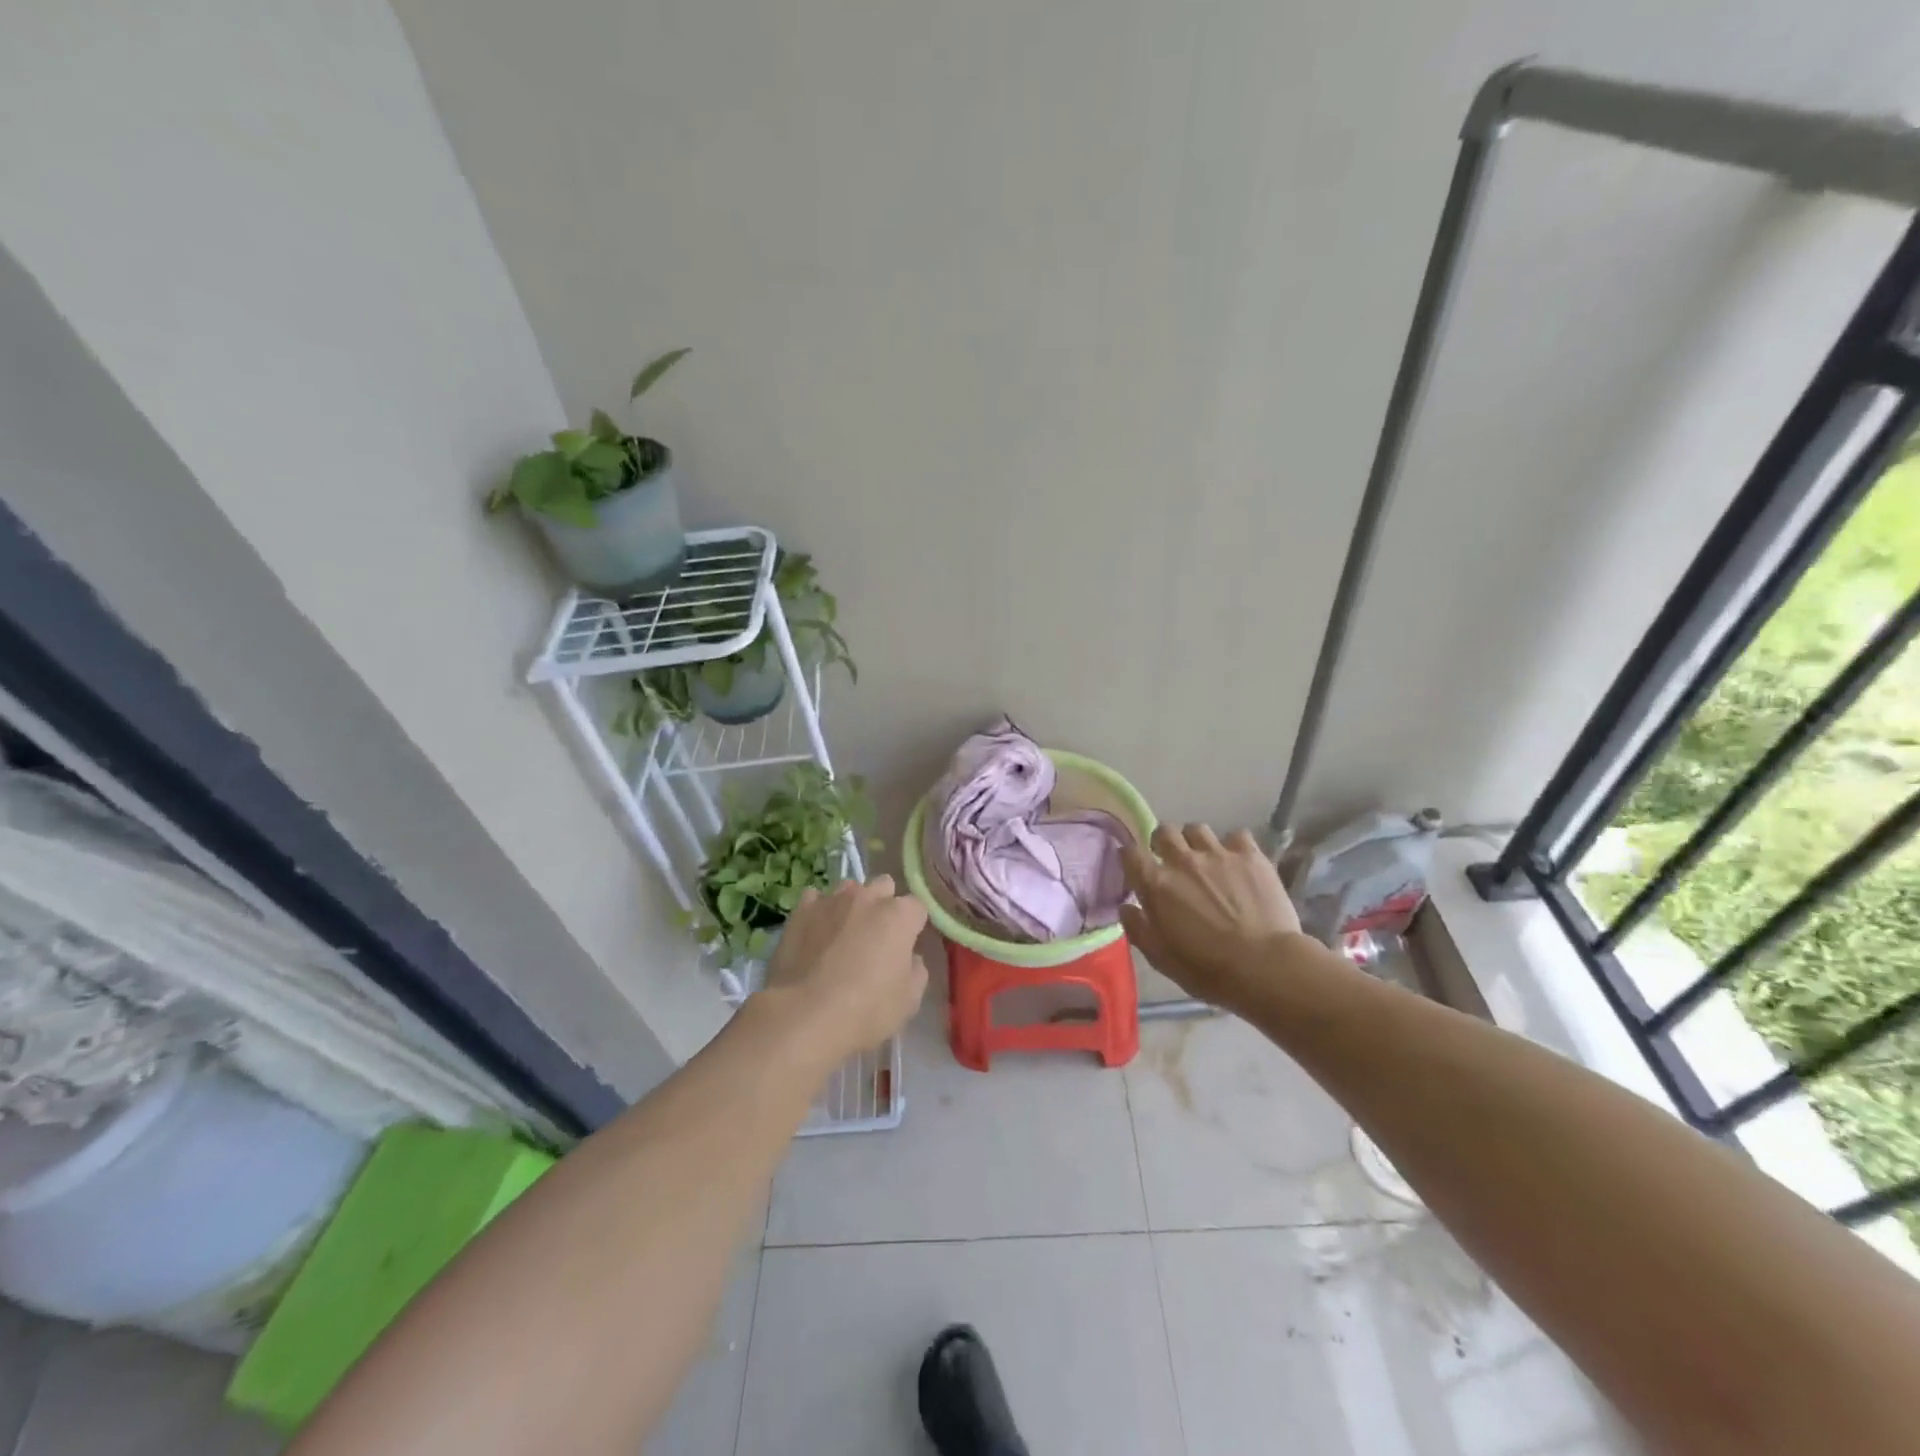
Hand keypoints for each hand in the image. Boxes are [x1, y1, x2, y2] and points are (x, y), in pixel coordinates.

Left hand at [760, 875, 928, 1062]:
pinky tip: (815, 932)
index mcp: (899, 916)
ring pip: (849, 888)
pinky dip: (819, 911)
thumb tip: (909, 957)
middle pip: (884, 886)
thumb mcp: (909, 1000)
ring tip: (843, 932)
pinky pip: (815, 899)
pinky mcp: (801, 911)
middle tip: (877, 936)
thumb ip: (916, 970)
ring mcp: (832, 900)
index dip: (914, 926)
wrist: (804, 1015)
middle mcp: (868, 898)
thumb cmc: (866, 1010)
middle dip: (885, 904)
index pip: (917, 907)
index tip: (907, 946)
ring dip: (852, 904)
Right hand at [1121, 824, 1309, 1012]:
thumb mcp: (1161, 958)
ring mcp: (1218, 854)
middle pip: (1164, 831)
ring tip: (1204, 859)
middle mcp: (1183, 860)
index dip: (1129, 858)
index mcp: (1156, 884)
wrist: (1265, 966)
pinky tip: (1237, 861)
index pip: (1130, 854)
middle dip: (1162, 842)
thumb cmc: (1208, 969)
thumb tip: (1126, 907)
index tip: (1135, 868)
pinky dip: (1233, 846)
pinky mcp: (1251, 856)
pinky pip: (1236, 835)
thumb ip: (1138, 928)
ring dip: (1195, 841)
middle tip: (1170, 861)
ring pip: (1197, 829)